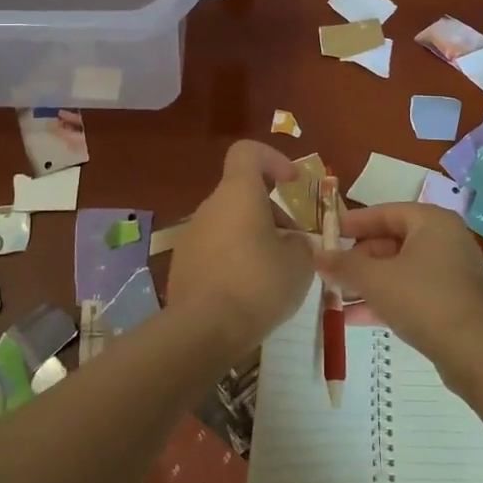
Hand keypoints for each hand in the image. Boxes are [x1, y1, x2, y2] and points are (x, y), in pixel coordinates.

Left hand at [167, 141, 316, 358]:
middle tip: (294, 245)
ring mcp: (191, 236)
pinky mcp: (182, 265)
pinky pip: (215, 250)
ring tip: (275, 274)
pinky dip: (234, 260)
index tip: (291, 183)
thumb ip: (300, 244)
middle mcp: (210, 207)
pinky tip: (248, 292)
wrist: (203, 330)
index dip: (272, 159)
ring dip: (253, 237)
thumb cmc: (258, 284)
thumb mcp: (299, 263)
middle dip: (271, 213)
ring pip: (229, 223)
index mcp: (237, 193)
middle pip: (242, 194)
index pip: (247, 153)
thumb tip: (293, 243)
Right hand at [320, 203, 482, 380]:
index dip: (353, 223)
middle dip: (358, 260)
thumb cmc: (423, 299)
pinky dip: (386, 300)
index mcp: (432, 222)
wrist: (475, 352)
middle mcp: (446, 240)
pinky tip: (354, 318)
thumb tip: (316, 255)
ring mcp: (452, 273)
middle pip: (392, 242)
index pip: (385, 212)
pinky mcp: (453, 302)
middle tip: (331, 272)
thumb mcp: (375, 279)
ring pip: (400, 270)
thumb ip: (343, 265)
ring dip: (368, 283)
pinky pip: (412, 292)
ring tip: (335, 297)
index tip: (327, 234)